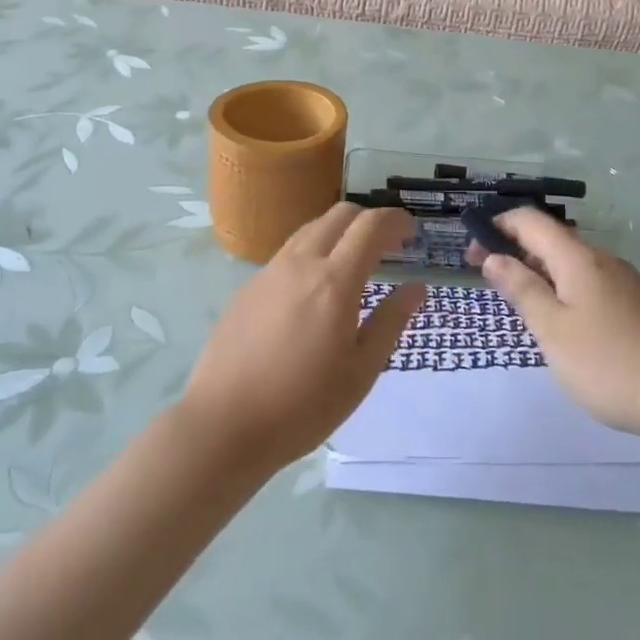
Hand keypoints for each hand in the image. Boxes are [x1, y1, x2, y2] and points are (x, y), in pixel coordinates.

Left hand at [178, 204, 425, 471]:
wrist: (223, 424)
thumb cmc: (303, 405)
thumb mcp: (361, 372)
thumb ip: (390, 322)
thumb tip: (415, 287)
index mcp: (334, 281)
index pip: (370, 226)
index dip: (395, 221)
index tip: (411, 232)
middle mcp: (300, 264)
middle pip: (339, 216)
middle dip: (368, 220)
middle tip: (386, 247)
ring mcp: (268, 273)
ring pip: (309, 230)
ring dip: (338, 234)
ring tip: (351, 265)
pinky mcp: (247, 288)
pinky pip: (286, 255)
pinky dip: (311, 255)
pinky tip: (312, 293)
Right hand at [472, 208, 639, 438]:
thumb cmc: (610, 362)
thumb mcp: (553, 330)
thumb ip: (522, 290)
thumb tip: (494, 257)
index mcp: (577, 258)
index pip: (531, 220)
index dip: (498, 225)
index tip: (471, 249)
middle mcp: (601, 259)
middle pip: (551, 239)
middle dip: (515, 249)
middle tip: (487, 276)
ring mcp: (623, 281)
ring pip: (570, 262)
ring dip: (539, 270)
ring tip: (518, 299)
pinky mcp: (636, 304)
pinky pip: (588, 282)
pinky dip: (562, 287)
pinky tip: (560, 319)